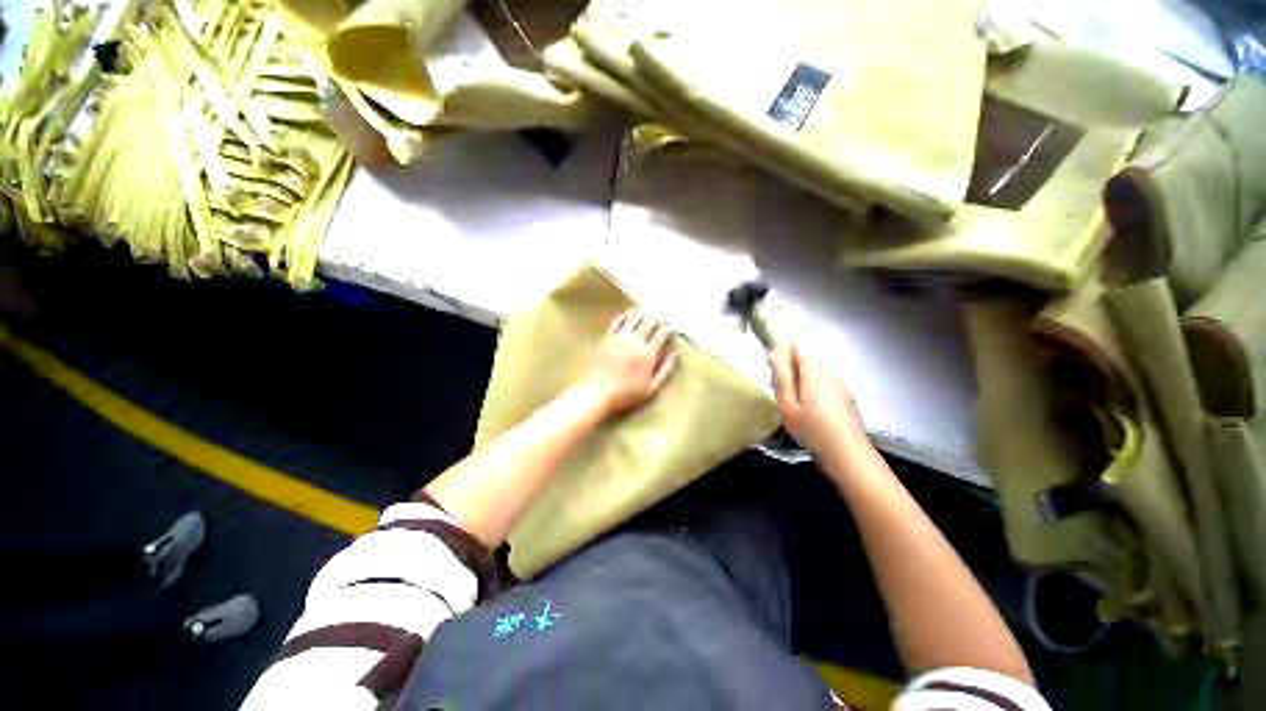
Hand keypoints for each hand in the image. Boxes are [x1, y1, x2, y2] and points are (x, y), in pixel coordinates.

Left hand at [581, 309, 676, 415]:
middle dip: (659, 318)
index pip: (662, 333)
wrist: (598, 393)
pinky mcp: (607, 337)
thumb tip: (675, 353)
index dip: (669, 328)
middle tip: (663, 318)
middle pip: (650, 321)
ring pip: (635, 317)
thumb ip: (666, 370)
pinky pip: (618, 320)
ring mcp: (620, 337)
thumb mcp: (652, 388)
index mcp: (648, 354)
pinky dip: (627, 314)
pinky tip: (630, 314)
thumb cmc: (627, 394)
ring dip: (644, 313)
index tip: (673, 328)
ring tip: (649, 312)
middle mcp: (635, 341)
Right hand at [768, 344, 868, 461]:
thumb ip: (782, 377)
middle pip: (808, 360)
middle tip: (779, 389)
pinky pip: (826, 384)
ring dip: (803, 379)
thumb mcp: (788, 404)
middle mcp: (829, 373)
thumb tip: (774, 352)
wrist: (847, 454)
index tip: (772, 369)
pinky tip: (811, 409)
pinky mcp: (846, 398)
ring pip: (817, 373)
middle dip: (792, 368)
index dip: (782, 352)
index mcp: (814, 372)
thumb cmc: (811, 429)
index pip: (797, 349)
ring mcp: (841, 385)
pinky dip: (815, 389)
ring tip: (794, 401)